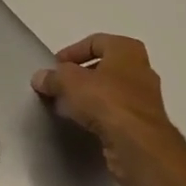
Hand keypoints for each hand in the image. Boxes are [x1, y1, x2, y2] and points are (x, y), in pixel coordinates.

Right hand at [32, 34, 184, 185]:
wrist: (137, 144)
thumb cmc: (106, 101)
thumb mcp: (70, 82)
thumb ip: (53, 77)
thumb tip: (40, 77)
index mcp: (127, 50)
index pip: (95, 42)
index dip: (71, 52)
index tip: (54, 67)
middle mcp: (141, 69)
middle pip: (103, 66)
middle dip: (79, 76)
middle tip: (58, 87)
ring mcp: (145, 98)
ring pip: (110, 91)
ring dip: (88, 97)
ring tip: (66, 106)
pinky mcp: (142, 123)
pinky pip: (115, 112)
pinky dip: (98, 115)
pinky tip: (82, 124)